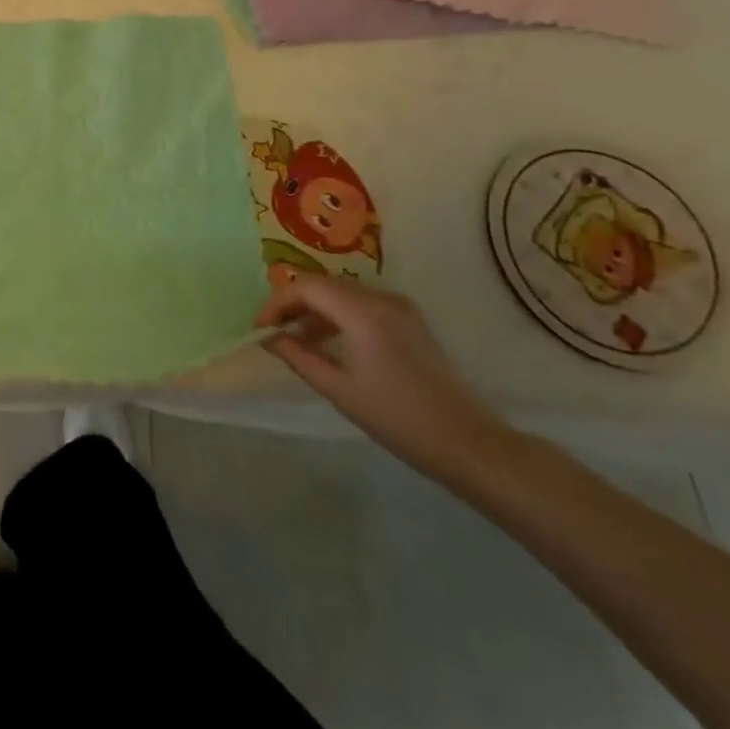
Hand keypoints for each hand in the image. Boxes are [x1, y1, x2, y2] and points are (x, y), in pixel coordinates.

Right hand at [256, 272, 515, 485]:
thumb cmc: (398, 419)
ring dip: (315, 310)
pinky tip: (329, 343)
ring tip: (296, 340)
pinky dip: (338, 316)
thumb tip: (270, 338)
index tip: (260, 327)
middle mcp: (381, 297)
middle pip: (324, 285)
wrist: (469, 443)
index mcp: (362, 311)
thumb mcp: (339, 390)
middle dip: (294, 304)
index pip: (307, 287)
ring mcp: (399, 307)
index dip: (277, 302)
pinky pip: (362, 305)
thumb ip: (299, 357)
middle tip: (273, 331)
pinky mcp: (410, 320)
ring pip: (343, 294)